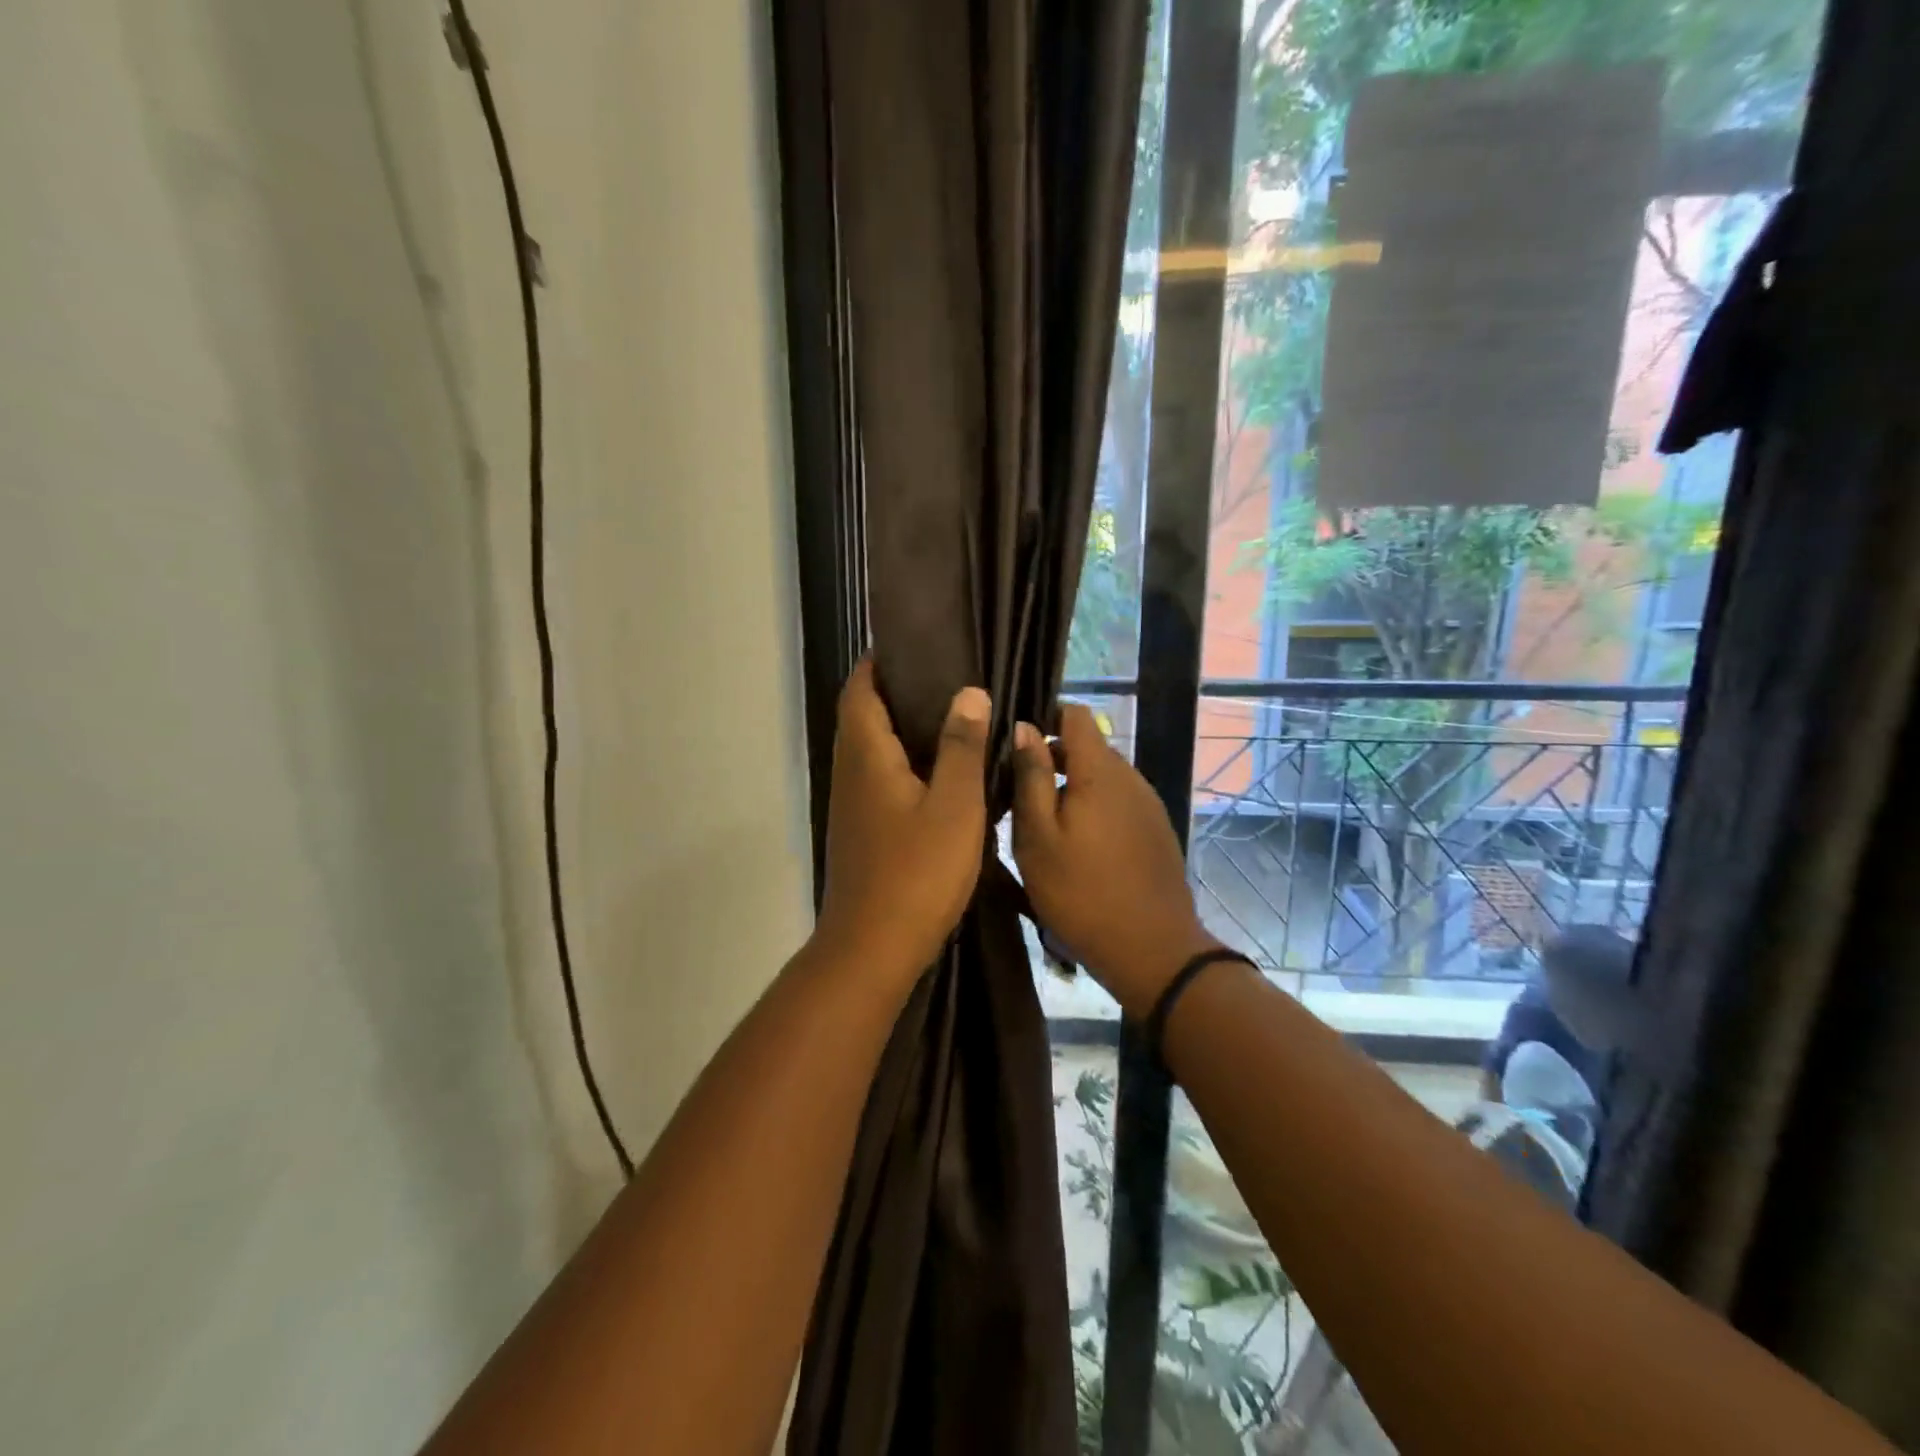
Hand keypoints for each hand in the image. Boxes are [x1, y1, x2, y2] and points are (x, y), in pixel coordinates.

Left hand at [814, 658, 991, 981]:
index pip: (860, 689)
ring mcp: (853, 804)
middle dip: (897, 691)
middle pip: (864, 715)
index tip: (916, 645)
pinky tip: (943, 774)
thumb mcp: (954, 806)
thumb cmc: (916, 872)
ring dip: (904, 729)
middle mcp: (851, 772)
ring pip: (873, 749)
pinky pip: (881, 778)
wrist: (872, 948)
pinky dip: (906, 762)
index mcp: (867, 755)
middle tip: (949, 679)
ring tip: (954, 718)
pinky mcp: (862, 830)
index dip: (880, 662)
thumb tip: (968, 692)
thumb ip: (962, 747)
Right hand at [1010, 705, 1219, 1016]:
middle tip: (1016, 793)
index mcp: (1100, 771)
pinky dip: (1093, 808)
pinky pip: (1118, 802)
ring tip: (1042, 823)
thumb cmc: (1080, 892)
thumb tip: (1024, 727)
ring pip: (1102, 778)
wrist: (1152, 950)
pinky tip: (1076, 845)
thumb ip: (1030, 777)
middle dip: (1051, 760)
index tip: (1014, 744)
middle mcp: (1130, 777)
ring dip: (1072, 788)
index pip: (1075, 715)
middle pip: (1088, 748)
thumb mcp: (1038, 836)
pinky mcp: (1156, 831)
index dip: (1044, 718)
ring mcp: (1148, 804)